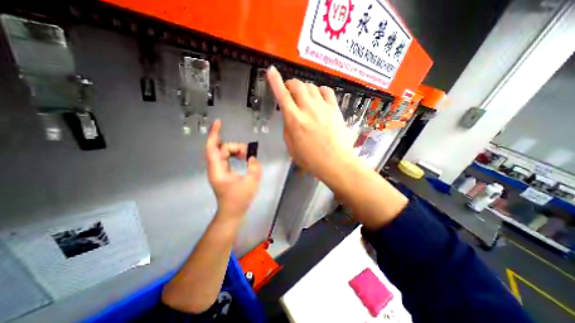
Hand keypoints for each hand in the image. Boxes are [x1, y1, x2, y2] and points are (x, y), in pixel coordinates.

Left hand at [205, 119, 261, 216]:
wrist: (232, 212)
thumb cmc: (239, 199)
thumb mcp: (251, 182)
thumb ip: (254, 167)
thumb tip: (253, 157)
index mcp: (218, 170)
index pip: (212, 147)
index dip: (214, 133)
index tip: (219, 122)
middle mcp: (216, 167)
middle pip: (222, 148)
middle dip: (235, 147)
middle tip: (248, 154)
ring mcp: (219, 170)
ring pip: (225, 152)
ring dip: (237, 151)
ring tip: (247, 157)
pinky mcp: (223, 172)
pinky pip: (227, 158)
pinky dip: (235, 155)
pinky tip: (243, 157)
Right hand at [267, 66, 355, 180]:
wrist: (335, 162)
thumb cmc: (310, 159)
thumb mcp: (291, 147)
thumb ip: (288, 128)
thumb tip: (289, 116)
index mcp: (294, 120)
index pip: (282, 95)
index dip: (275, 81)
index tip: (271, 70)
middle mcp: (308, 109)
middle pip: (297, 85)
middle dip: (291, 84)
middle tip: (289, 90)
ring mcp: (323, 107)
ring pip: (311, 86)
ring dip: (304, 88)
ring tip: (304, 96)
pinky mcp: (335, 109)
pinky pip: (327, 91)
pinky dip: (320, 90)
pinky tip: (318, 96)